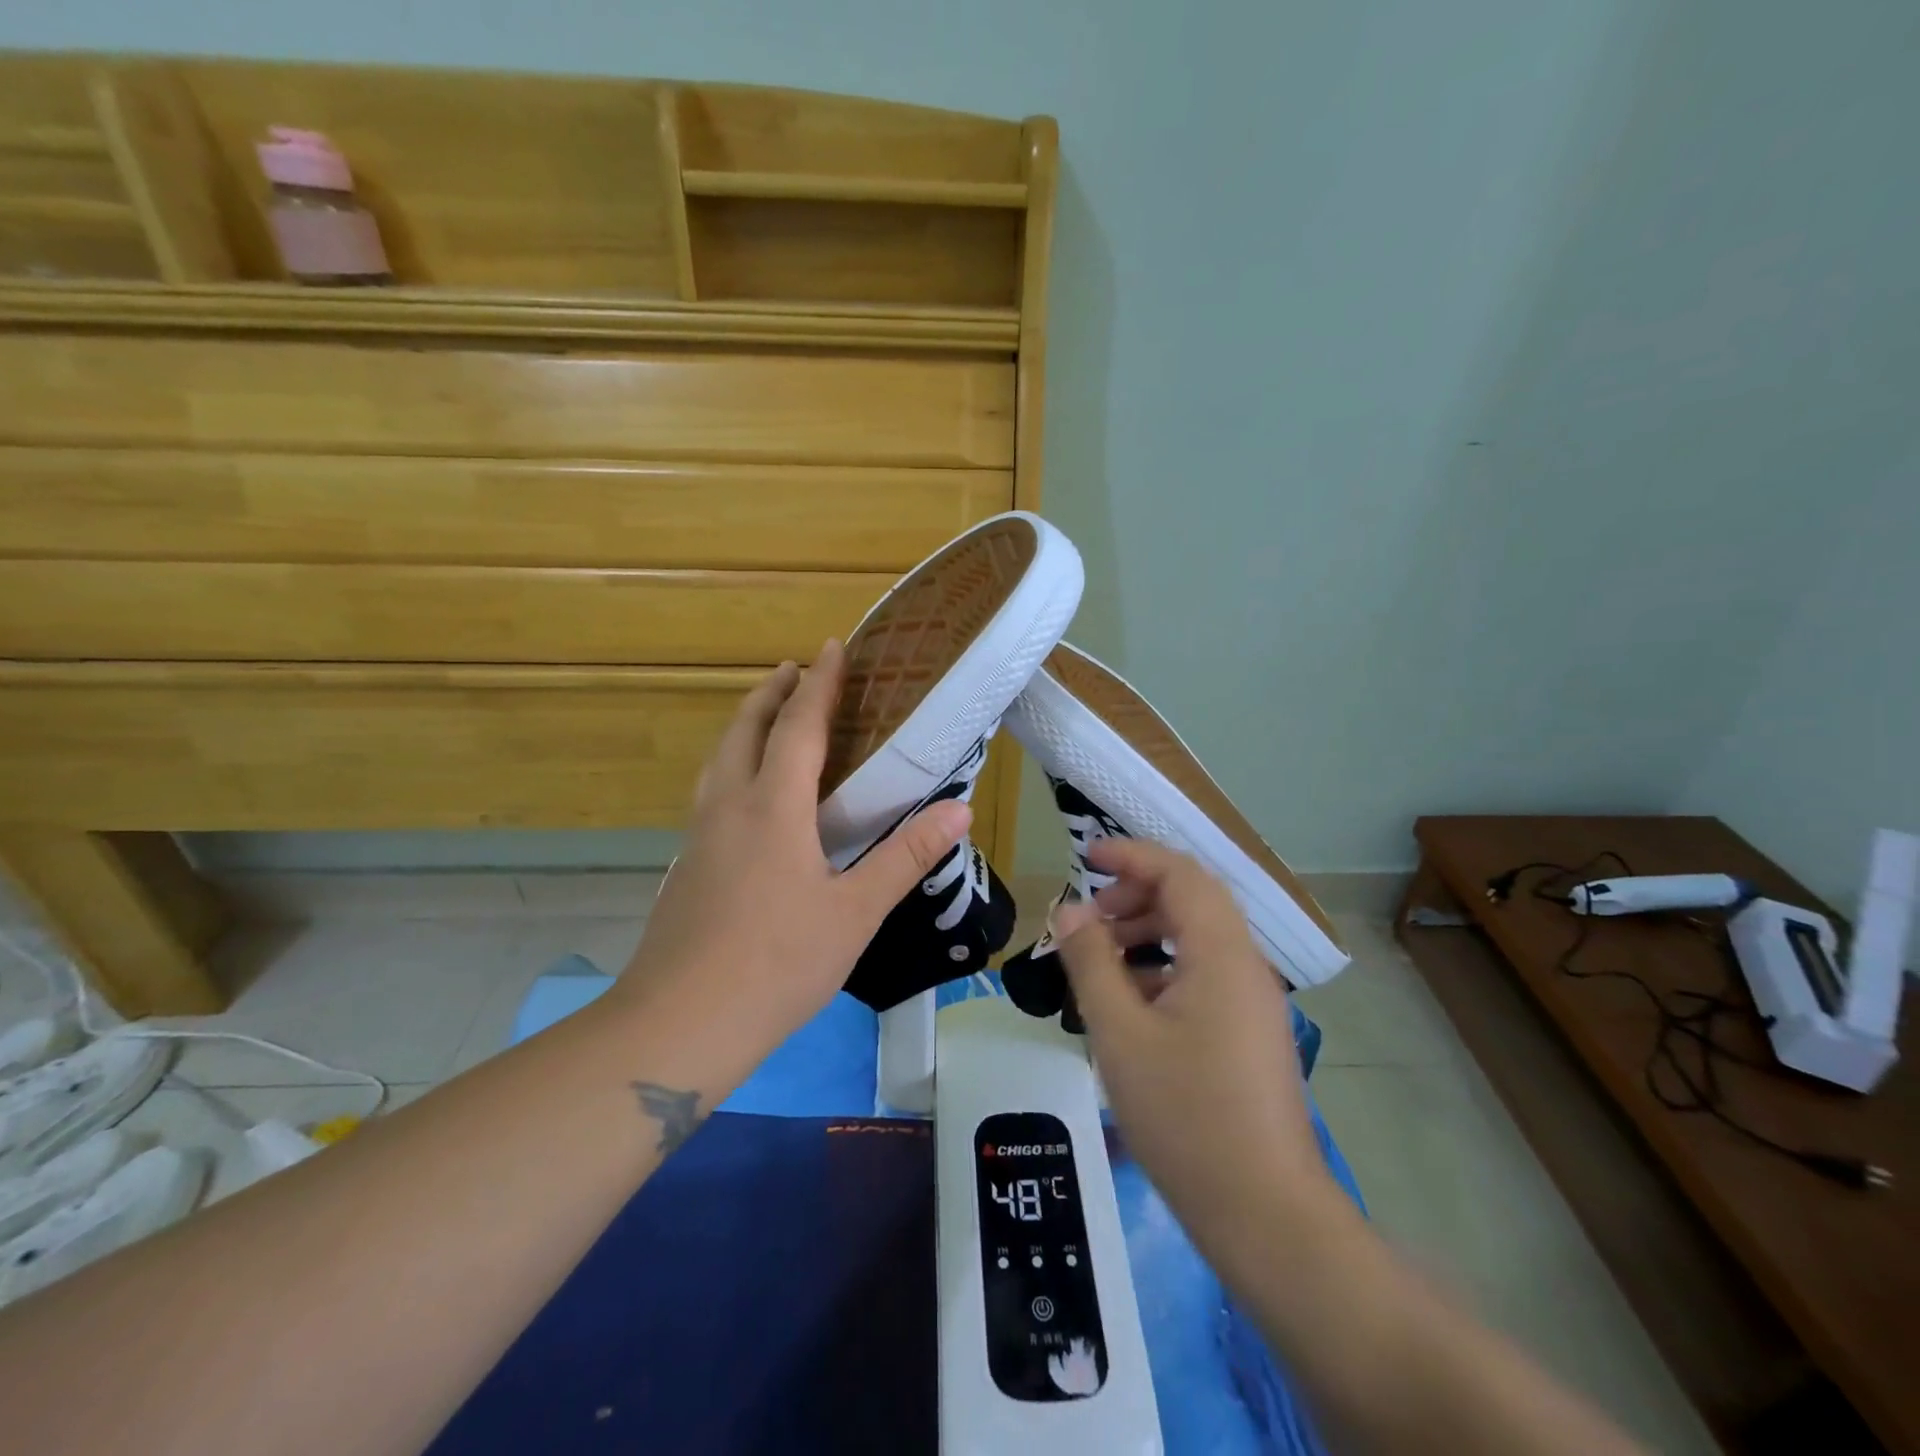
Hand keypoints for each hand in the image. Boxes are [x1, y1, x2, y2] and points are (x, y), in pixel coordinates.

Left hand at [615, 641, 969, 1059]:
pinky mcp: (687, 863)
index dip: (818, 683)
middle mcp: (729, 805)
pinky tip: (747, 794)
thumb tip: (959, 809)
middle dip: (771, 692)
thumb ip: (905, 856)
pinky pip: (712, 789)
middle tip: (795, 669)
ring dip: (745, 723)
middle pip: (745, 728)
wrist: (681, 1022)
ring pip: (720, 757)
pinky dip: (733, 762)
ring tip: (768, 714)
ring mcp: (700, 834)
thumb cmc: (778, 963)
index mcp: (773, 806)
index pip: (798, 725)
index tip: (832, 647)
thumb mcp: (856, 912)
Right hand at [1054, 839, 1342, 1255]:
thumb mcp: (1120, 1033)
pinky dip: (1163, 969)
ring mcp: (1253, 1002)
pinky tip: (1128, 1006)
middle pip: (1192, 900)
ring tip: (1100, 961)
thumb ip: (1091, 961)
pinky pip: (1204, 975)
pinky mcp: (1250, 1033)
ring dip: (1147, 933)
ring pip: (1198, 939)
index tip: (1084, 859)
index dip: (1131, 856)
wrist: (1265, 1215)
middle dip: (1135, 895)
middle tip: (1088, 920)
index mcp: (1221, 954)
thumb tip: (1069, 909)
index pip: (1180, 873)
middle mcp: (1246, 966)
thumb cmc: (1186, 1117)